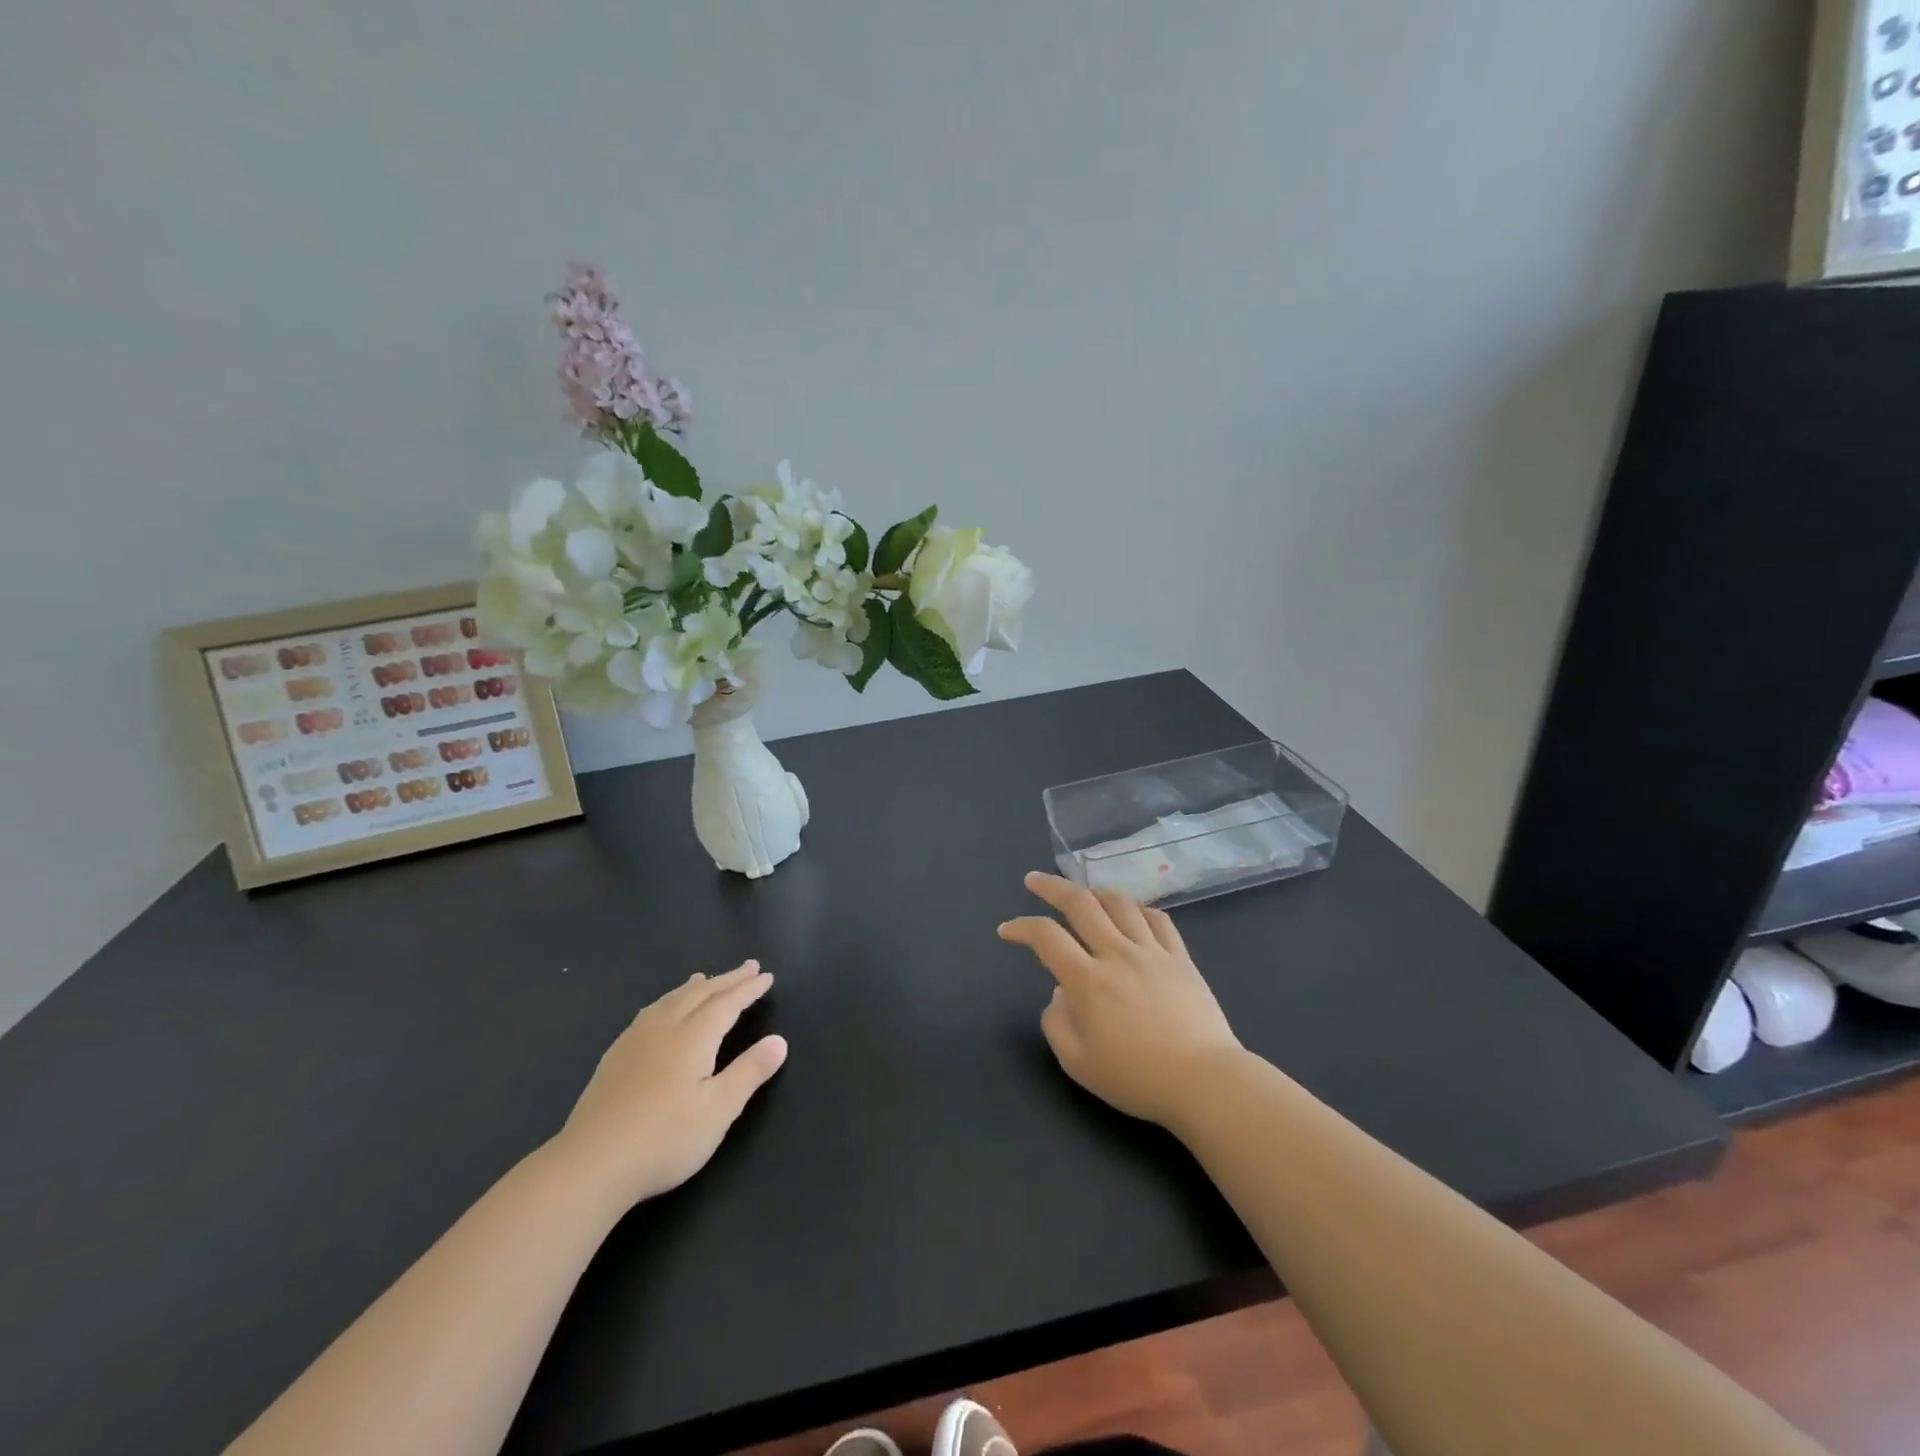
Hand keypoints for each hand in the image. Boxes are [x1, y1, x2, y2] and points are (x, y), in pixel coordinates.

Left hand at [550, 962, 787, 1208]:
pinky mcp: (614, 1059)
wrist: (589, 1166)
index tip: (766, 975)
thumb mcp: (719, 1110)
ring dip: (694, 987)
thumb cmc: (664, 1138)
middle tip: (748, 967)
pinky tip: (660, 1013)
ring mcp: (634, 1041)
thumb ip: (750, 1072)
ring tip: (704, 978)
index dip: (748, 989)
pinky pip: (649, 1013)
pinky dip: (667, 1001)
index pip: (727, 1003)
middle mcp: (664, 1028)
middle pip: (699, 993)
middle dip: (726, 979)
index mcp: (692, 1037)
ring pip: (670, 1000)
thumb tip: (779, 1041)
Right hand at [999, 872, 1243, 1127]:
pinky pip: (1158, 919)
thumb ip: (1056, 1024)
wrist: (1205, 1082)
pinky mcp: (1180, 957)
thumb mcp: (1078, 1064)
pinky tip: (1132, 912)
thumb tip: (1059, 992)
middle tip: (1034, 880)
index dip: (1021, 927)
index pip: (1046, 937)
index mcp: (1088, 980)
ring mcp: (1152, 951)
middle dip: (1051, 887)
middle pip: (1080, 904)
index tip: (1007, 930)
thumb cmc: (1137, 1078)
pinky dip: (1138, 908)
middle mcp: (1117, 954)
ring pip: (1120, 903)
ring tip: (1083, 893)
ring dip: (1094, 891)